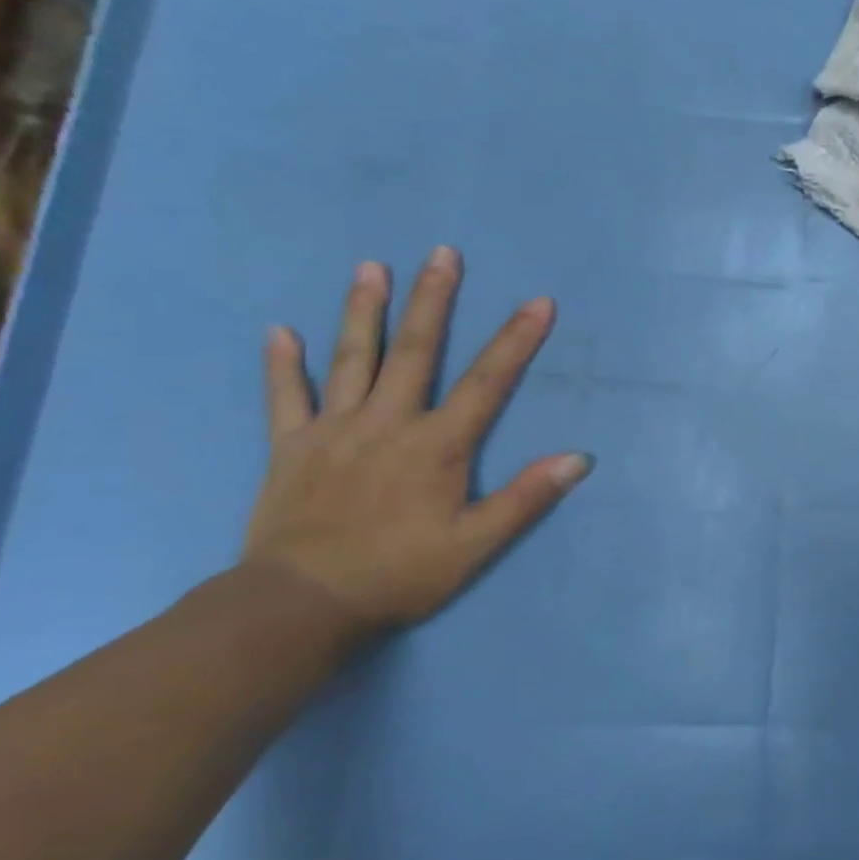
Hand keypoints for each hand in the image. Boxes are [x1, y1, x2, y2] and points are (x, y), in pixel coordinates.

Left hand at [242, 246, 591, 640]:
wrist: (300, 605)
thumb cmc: (399, 574)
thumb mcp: (476, 544)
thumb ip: (526, 498)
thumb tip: (579, 458)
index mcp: (437, 445)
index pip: (488, 382)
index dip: (516, 340)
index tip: (539, 302)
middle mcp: (388, 423)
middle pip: (415, 352)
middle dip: (433, 300)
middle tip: (443, 253)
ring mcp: (334, 431)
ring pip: (352, 360)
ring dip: (363, 311)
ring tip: (371, 268)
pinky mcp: (290, 448)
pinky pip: (286, 398)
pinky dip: (283, 365)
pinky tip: (279, 331)